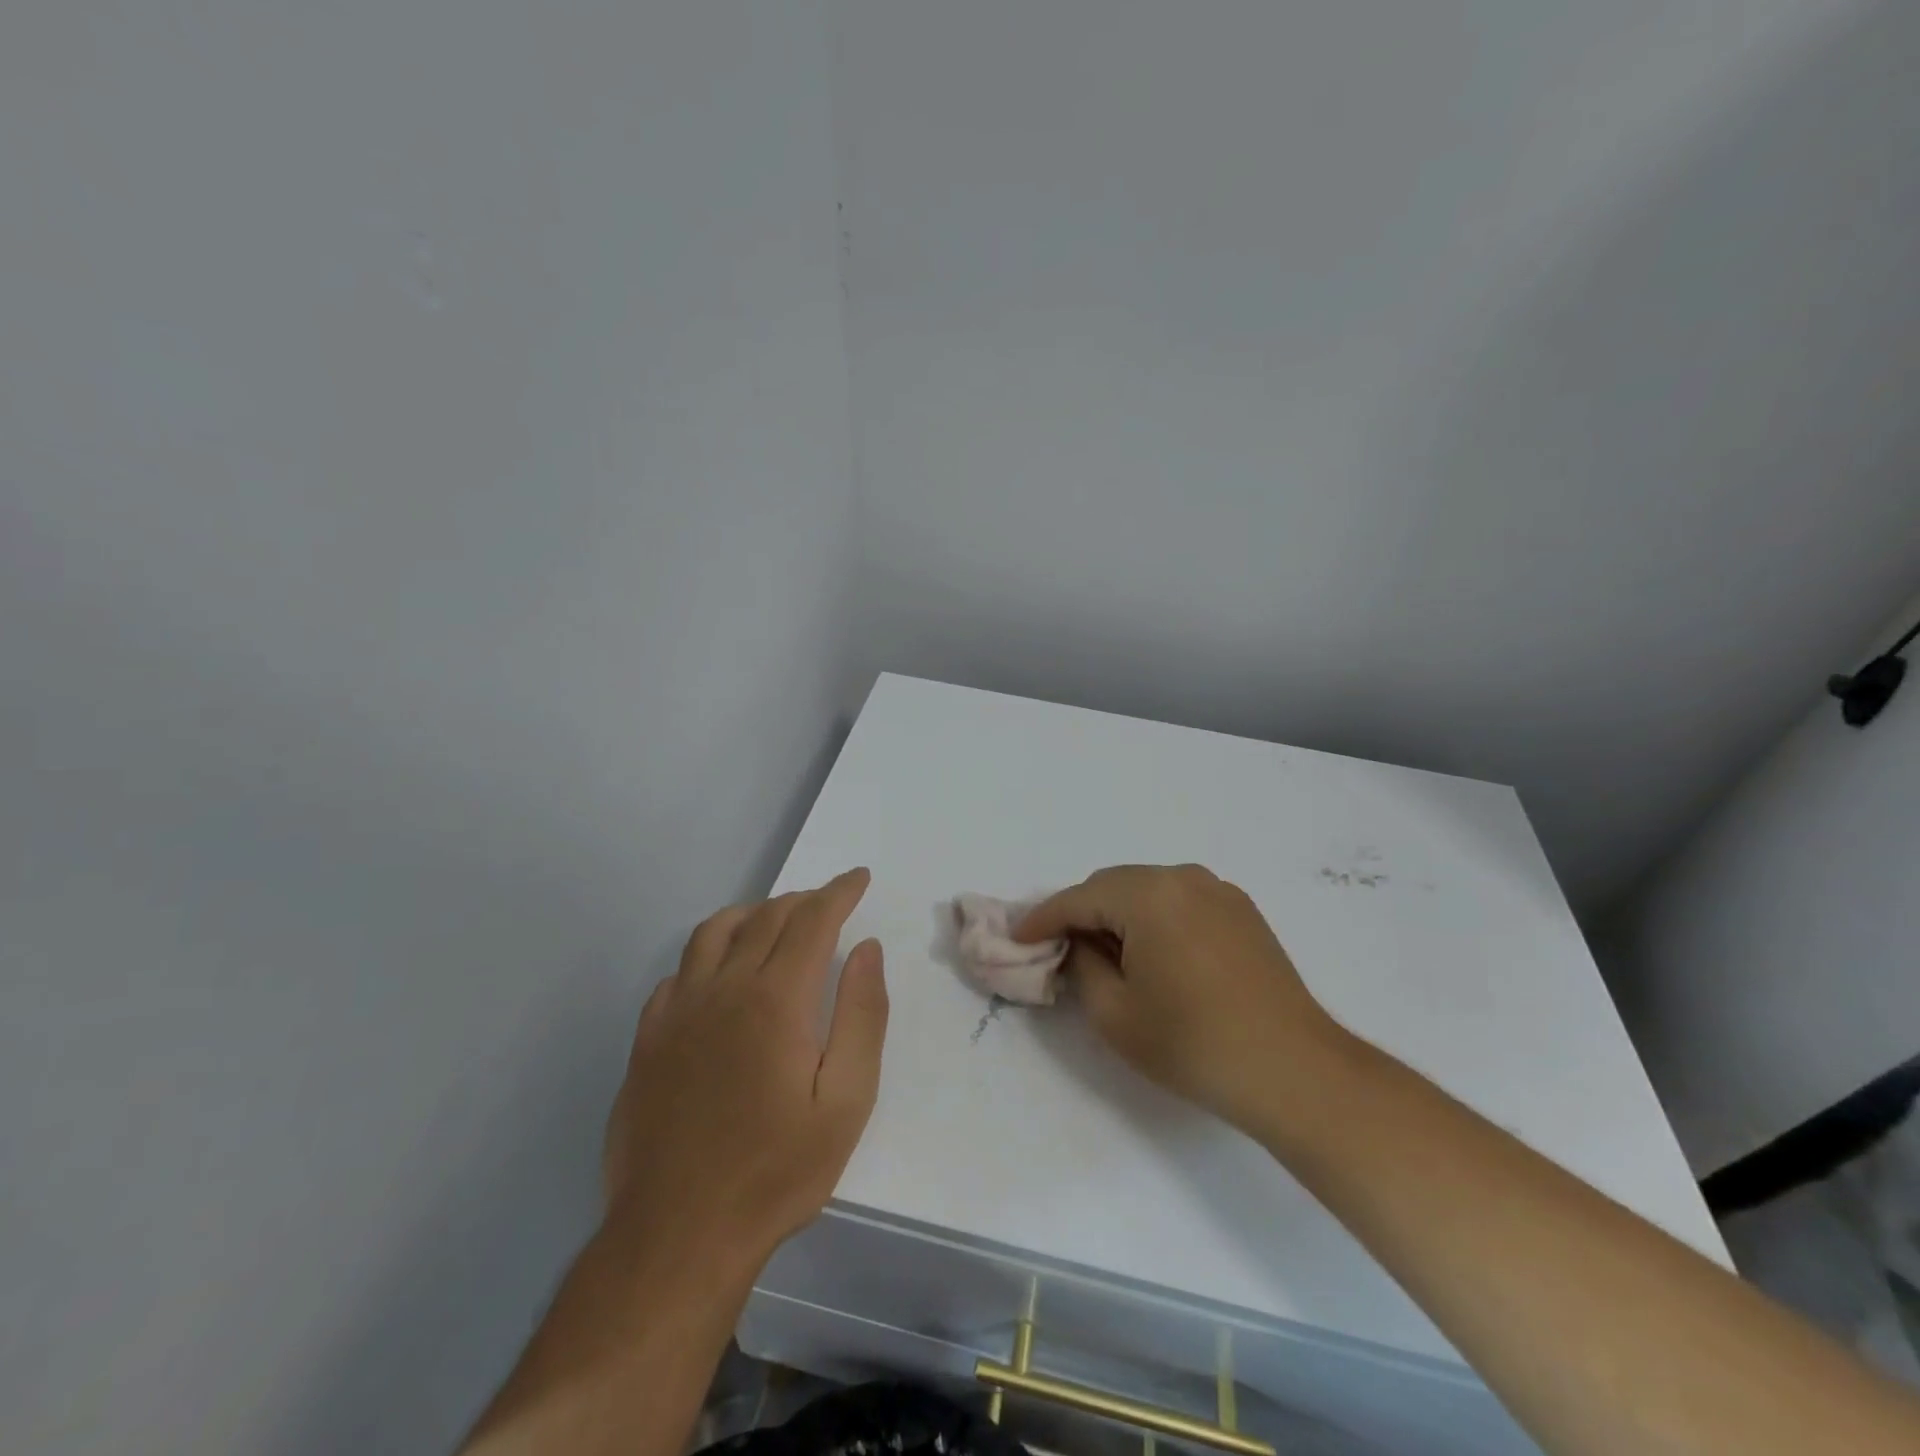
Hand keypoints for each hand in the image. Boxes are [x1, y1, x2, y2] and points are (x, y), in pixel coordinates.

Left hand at [603, 869, 888, 1272]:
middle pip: (766, 918)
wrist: (679, 1235)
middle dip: (804, 900)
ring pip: (714, 932)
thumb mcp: (846, 1100)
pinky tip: (720, 974)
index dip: (839, 893)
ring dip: (753, 913)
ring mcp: (678, 1012)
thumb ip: (861, 1015)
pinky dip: (708, 953)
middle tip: (830, 901)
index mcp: (774, 999)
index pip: (812, 921)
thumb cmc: (777, 1170)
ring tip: (776, 920)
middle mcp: (723, 988)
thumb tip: (866, 949)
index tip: (858, 878)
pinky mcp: (648, 1040)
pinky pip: (679, 972)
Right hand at [1018, 864, 1345, 1131]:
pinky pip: (1180, 902)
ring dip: (1119, 915)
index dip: (1042, 918)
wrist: (1295, 1072)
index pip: (1078, 898)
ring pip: (1148, 891)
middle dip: (1081, 913)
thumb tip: (1079, 945)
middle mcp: (1184, 878)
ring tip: (1106, 955)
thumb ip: (1082, 967)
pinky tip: (1153, 955)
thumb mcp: (1115, 1014)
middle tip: (1059, 950)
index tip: (1016, 939)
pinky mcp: (1243, 912)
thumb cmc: (1194, 1044)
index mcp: (1149, 894)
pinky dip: (1155, 919)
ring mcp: (1219, 891)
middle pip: (1114, 886)